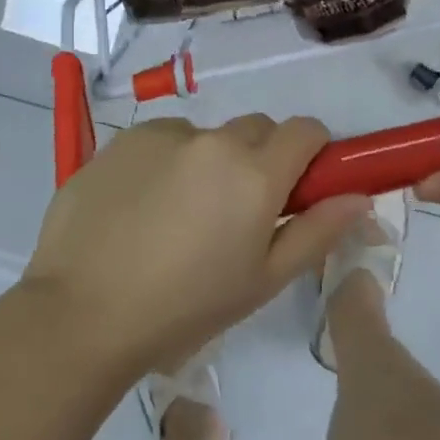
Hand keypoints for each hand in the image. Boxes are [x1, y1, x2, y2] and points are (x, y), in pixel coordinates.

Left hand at [20, 115, 371, 378]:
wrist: (82, 311)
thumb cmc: (184, 307)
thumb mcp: (261, 281)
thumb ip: (316, 232)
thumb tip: (357, 197)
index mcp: (255, 173)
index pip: (305, 130)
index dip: (310, 153)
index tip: (298, 186)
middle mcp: (213, 139)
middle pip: (257, 129)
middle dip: (259, 158)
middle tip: (236, 211)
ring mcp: (163, 134)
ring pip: (206, 136)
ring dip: (208, 162)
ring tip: (178, 216)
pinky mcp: (123, 139)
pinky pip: (162, 140)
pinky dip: (165, 163)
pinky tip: (140, 208)